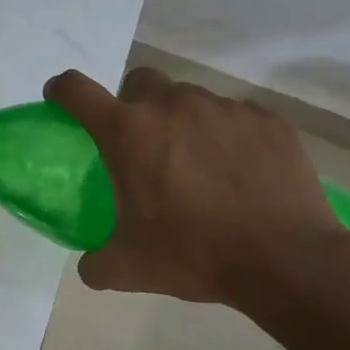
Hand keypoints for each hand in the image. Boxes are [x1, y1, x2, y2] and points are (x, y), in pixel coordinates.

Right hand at [44, 65, 343, 306]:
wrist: (288, 261)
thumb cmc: (195, 255)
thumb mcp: (129, 268)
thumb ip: (96, 261)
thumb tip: (89, 264)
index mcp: (128, 133)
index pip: (76, 90)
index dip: (62, 91)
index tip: (61, 101)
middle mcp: (171, 107)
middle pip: (139, 82)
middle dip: (133, 104)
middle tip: (144, 145)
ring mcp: (223, 109)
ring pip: (189, 99)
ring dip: (183, 122)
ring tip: (198, 165)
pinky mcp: (267, 120)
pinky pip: (234, 116)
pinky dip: (227, 136)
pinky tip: (239, 172)